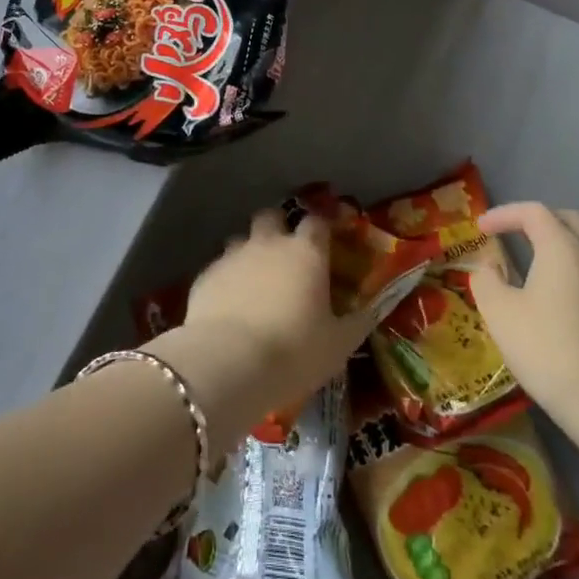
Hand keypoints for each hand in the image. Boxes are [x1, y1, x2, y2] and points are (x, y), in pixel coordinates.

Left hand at [150, 209, 372, 452]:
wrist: (229, 362)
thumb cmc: (294, 351)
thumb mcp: (339, 344)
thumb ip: (358, 322)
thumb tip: (374, 309)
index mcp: (306, 252)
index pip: (317, 221)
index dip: (322, 226)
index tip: (327, 239)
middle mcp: (269, 243)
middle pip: (272, 215)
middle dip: (277, 227)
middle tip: (285, 253)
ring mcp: (233, 256)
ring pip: (241, 238)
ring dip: (248, 252)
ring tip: (254, 280)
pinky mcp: (205, 275)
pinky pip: (219, 267)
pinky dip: (226, 278)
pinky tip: (228, 304)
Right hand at [469, 202, 578, 412]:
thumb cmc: (546, 347)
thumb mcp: (500, 312)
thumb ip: (487, 280)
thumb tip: (489, 268)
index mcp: (562, 247)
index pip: (533, 212)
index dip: (504, 214)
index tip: (481, 228)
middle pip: (568, 219)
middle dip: (538, 220)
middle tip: (512, 234)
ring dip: (563, 238)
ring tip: (540, 254)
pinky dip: (576, 262)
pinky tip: (561, 287)